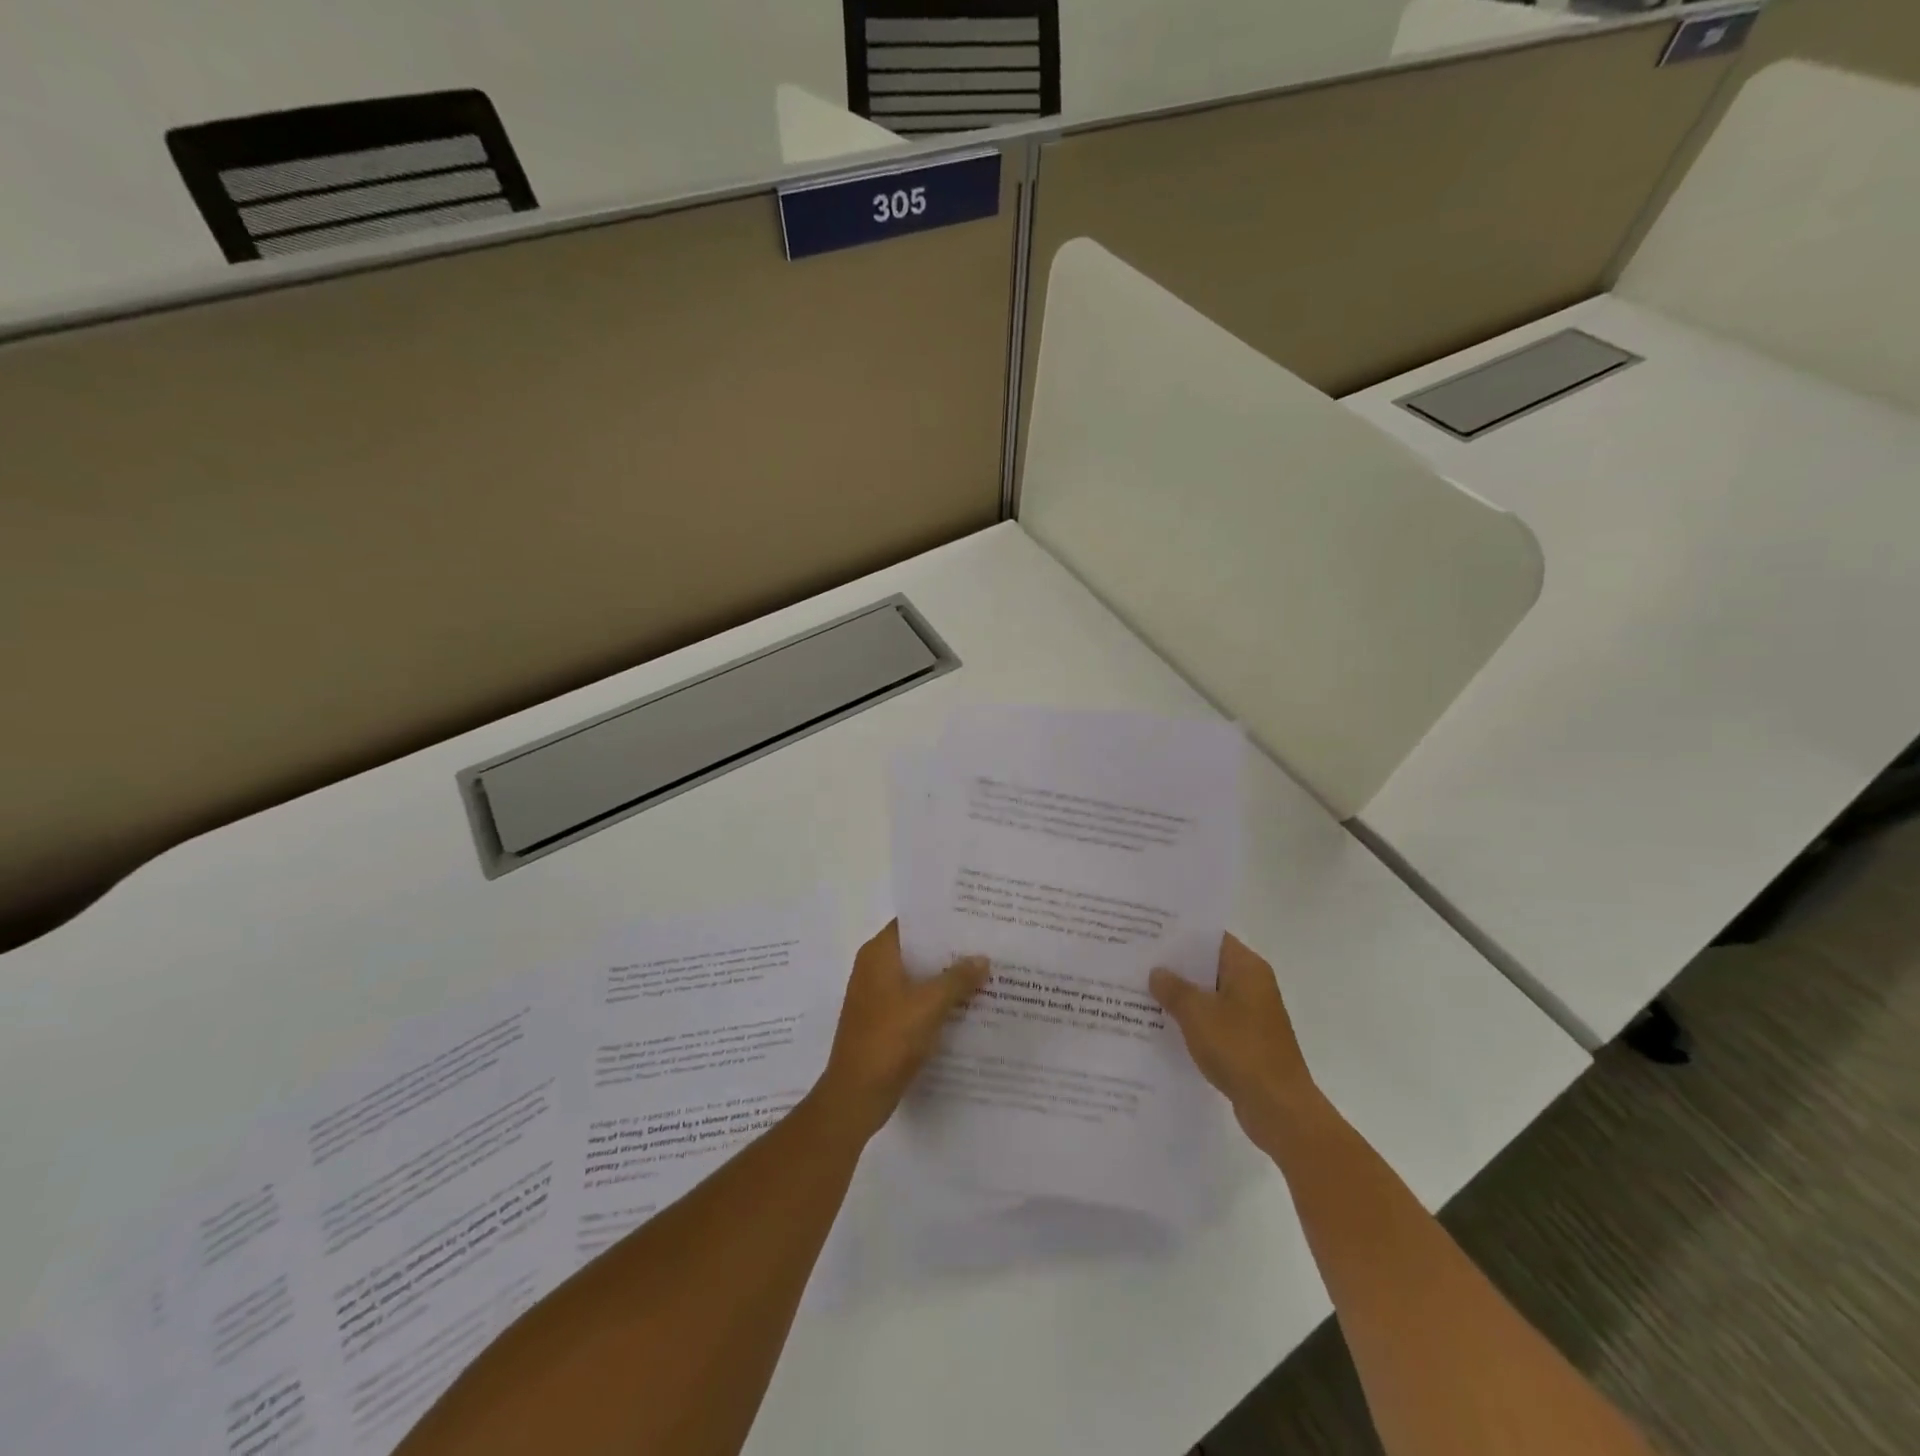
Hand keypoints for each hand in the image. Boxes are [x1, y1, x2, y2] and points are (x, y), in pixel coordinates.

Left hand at [816, 921, 988, 1140]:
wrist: (857, 1094)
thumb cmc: (889, 1039)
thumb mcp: (929, 1004)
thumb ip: (957, 978)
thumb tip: (982, 958)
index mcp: (878, 954)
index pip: (912, 922)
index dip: (940, 917)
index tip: (972, 915)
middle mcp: (874, 969)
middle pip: (917, 948)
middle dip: (949, 948)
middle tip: (987, 942)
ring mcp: (878, 996)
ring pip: (918, 976)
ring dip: (945, 976)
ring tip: (985, 971)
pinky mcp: (884, 1021)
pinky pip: (915, 1000)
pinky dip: (937, 1000)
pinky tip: (967, 1005)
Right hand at [1150, 934, 1322, 1149]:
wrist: (1278, 1108)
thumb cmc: (1240, 1049)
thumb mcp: (1197, 1013)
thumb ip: (1173, 988)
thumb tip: (1157, 972)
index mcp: (1247, 968)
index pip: (1210, 937)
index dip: (1180, 933)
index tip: (1149, 931)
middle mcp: (1253, 985)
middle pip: (1208, 965)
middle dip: (1175, 965)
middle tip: (1137, 960)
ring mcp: (1251, 1014)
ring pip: (1209, 994)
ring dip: (1181, 995)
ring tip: (1141, 990)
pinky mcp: (1246, 1040)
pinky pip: (1213, 1019)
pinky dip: (1192, 1019)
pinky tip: (1162, 1024)